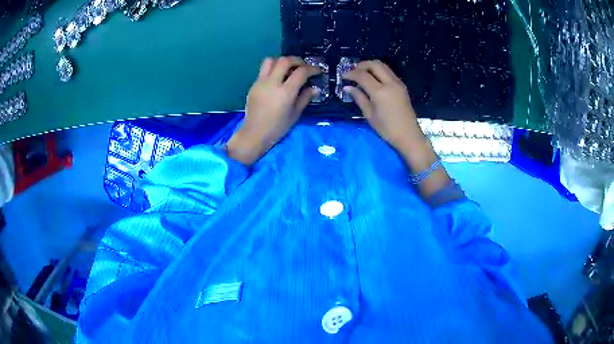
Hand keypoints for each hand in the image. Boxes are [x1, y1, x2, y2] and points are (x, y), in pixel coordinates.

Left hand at [227, 57, 320, 164]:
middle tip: (303, 66)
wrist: (254, 133)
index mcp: (285, 92)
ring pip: (271, 60)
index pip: (301, 72)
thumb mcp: (295, 114)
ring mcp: (261, 82)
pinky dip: (273, 69)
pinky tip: (278, 78)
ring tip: (288, 68)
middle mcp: (272, 83)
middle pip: (285, 61)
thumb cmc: (278, 127)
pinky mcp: (254, 85)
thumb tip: (315, 88)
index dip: (312, 69)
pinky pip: (264, 70)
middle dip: (297, 60)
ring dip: (282, 61)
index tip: (317, 71)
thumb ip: (305, 98)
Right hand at [343, 60, 425, 152]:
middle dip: (362, 65)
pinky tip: (373, 79)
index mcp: (380, 91)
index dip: (351, 73)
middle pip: (374, 64)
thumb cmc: (387, 129)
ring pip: (383, 66)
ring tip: (362, 74)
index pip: (362, 75)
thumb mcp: (369, 114)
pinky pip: (389, 72)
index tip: (343, 76)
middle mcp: (390, 83)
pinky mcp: (402, 86)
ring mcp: (398, 83)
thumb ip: (359, 98)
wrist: (408, 135)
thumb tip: (347, 87)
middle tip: (353, 71)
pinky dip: (379, 71)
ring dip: (371, 66)